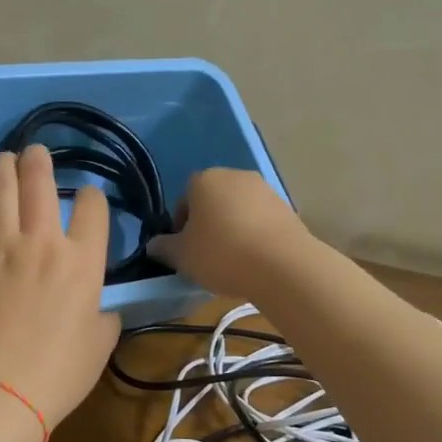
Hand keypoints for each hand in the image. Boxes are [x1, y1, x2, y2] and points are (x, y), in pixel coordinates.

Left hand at [0, 146, 120, 428]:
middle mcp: (41, 244)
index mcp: (82, 263)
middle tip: (37, 151)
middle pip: (40, 185)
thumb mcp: (101, 344)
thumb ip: (105, 314)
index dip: (92, 196)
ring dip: (5, 168)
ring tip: (6, 158)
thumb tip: (99, 305)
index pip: (92, 209)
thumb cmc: (58, 374)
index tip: (88, 198)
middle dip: (41, 161)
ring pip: (0, 192)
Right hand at [146, 167, 313, 299]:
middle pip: (213, 200)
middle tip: (207, 254)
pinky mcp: (287, 207)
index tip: (185, 248)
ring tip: (233, 259)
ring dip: (233, 227)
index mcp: (204, 180)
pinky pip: (261, 219)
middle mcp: (235, 175)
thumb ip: (164, 247)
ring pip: (239, 209)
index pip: (184, 198)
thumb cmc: (221, 254)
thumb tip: (153, 245)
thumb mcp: (182, 256)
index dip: (181, 225)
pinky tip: (256, 259)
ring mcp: (265, 189)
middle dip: (208, 223)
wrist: (283, 265)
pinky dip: (255, 234)